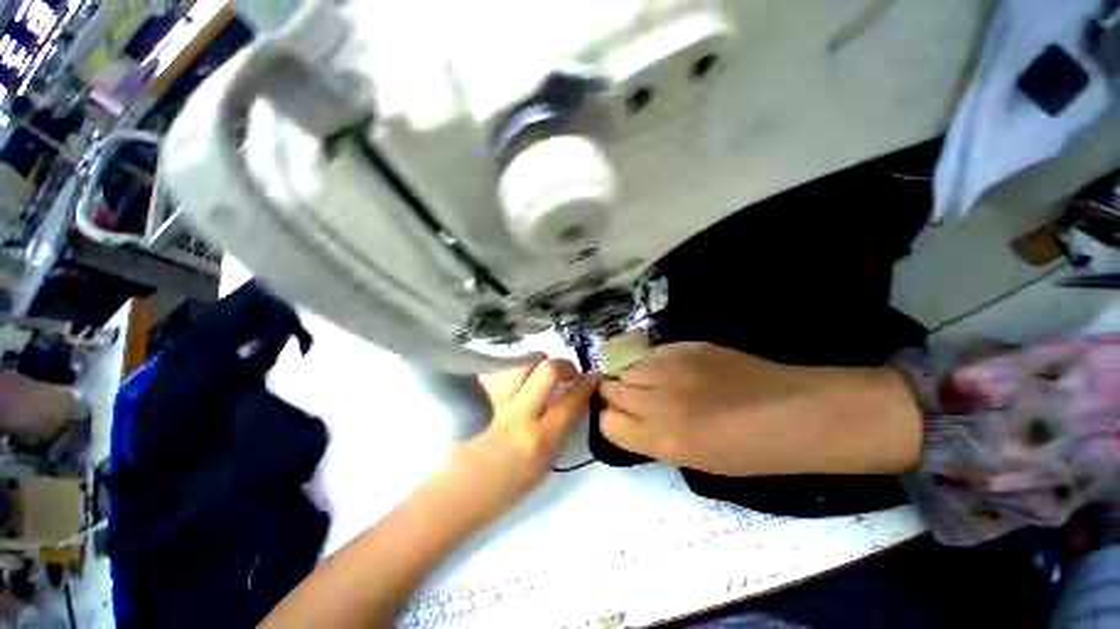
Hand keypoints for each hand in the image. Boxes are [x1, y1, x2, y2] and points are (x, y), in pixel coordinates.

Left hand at [435, 358, 599, 526]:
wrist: (455, 494)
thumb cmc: (504, 488)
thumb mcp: (544, 466)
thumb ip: (561, 428)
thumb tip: (573, 398)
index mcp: (539, 441)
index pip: (571, 400)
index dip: (587, 383)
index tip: (594, 375)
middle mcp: (517, 415)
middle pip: (548, 369)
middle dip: (565, 364)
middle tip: (568, 371)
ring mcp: (494, 401)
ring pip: (524, 361)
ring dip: (540, 362)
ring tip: (542, 373)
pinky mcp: (476, 395)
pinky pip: (504, 369)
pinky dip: (518, 370)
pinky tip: (519, 380)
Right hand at [599, 342, 921, 475]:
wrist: (795, 413)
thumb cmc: (750, 450)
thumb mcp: (693, 459)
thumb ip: (652, 436)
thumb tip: (629, 417)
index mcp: (662, 439)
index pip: (607, 423)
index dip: (613, 421)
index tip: (625, 420)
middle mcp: (656, 400)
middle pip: (610, 390)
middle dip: (617, 397)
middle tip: (638, 400)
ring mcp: (670, 368)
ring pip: (627, 368)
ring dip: (634, 378)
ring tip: (656, 383)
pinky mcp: (684, 345)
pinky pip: (651, 353)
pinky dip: (654, 362)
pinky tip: (674, 369)